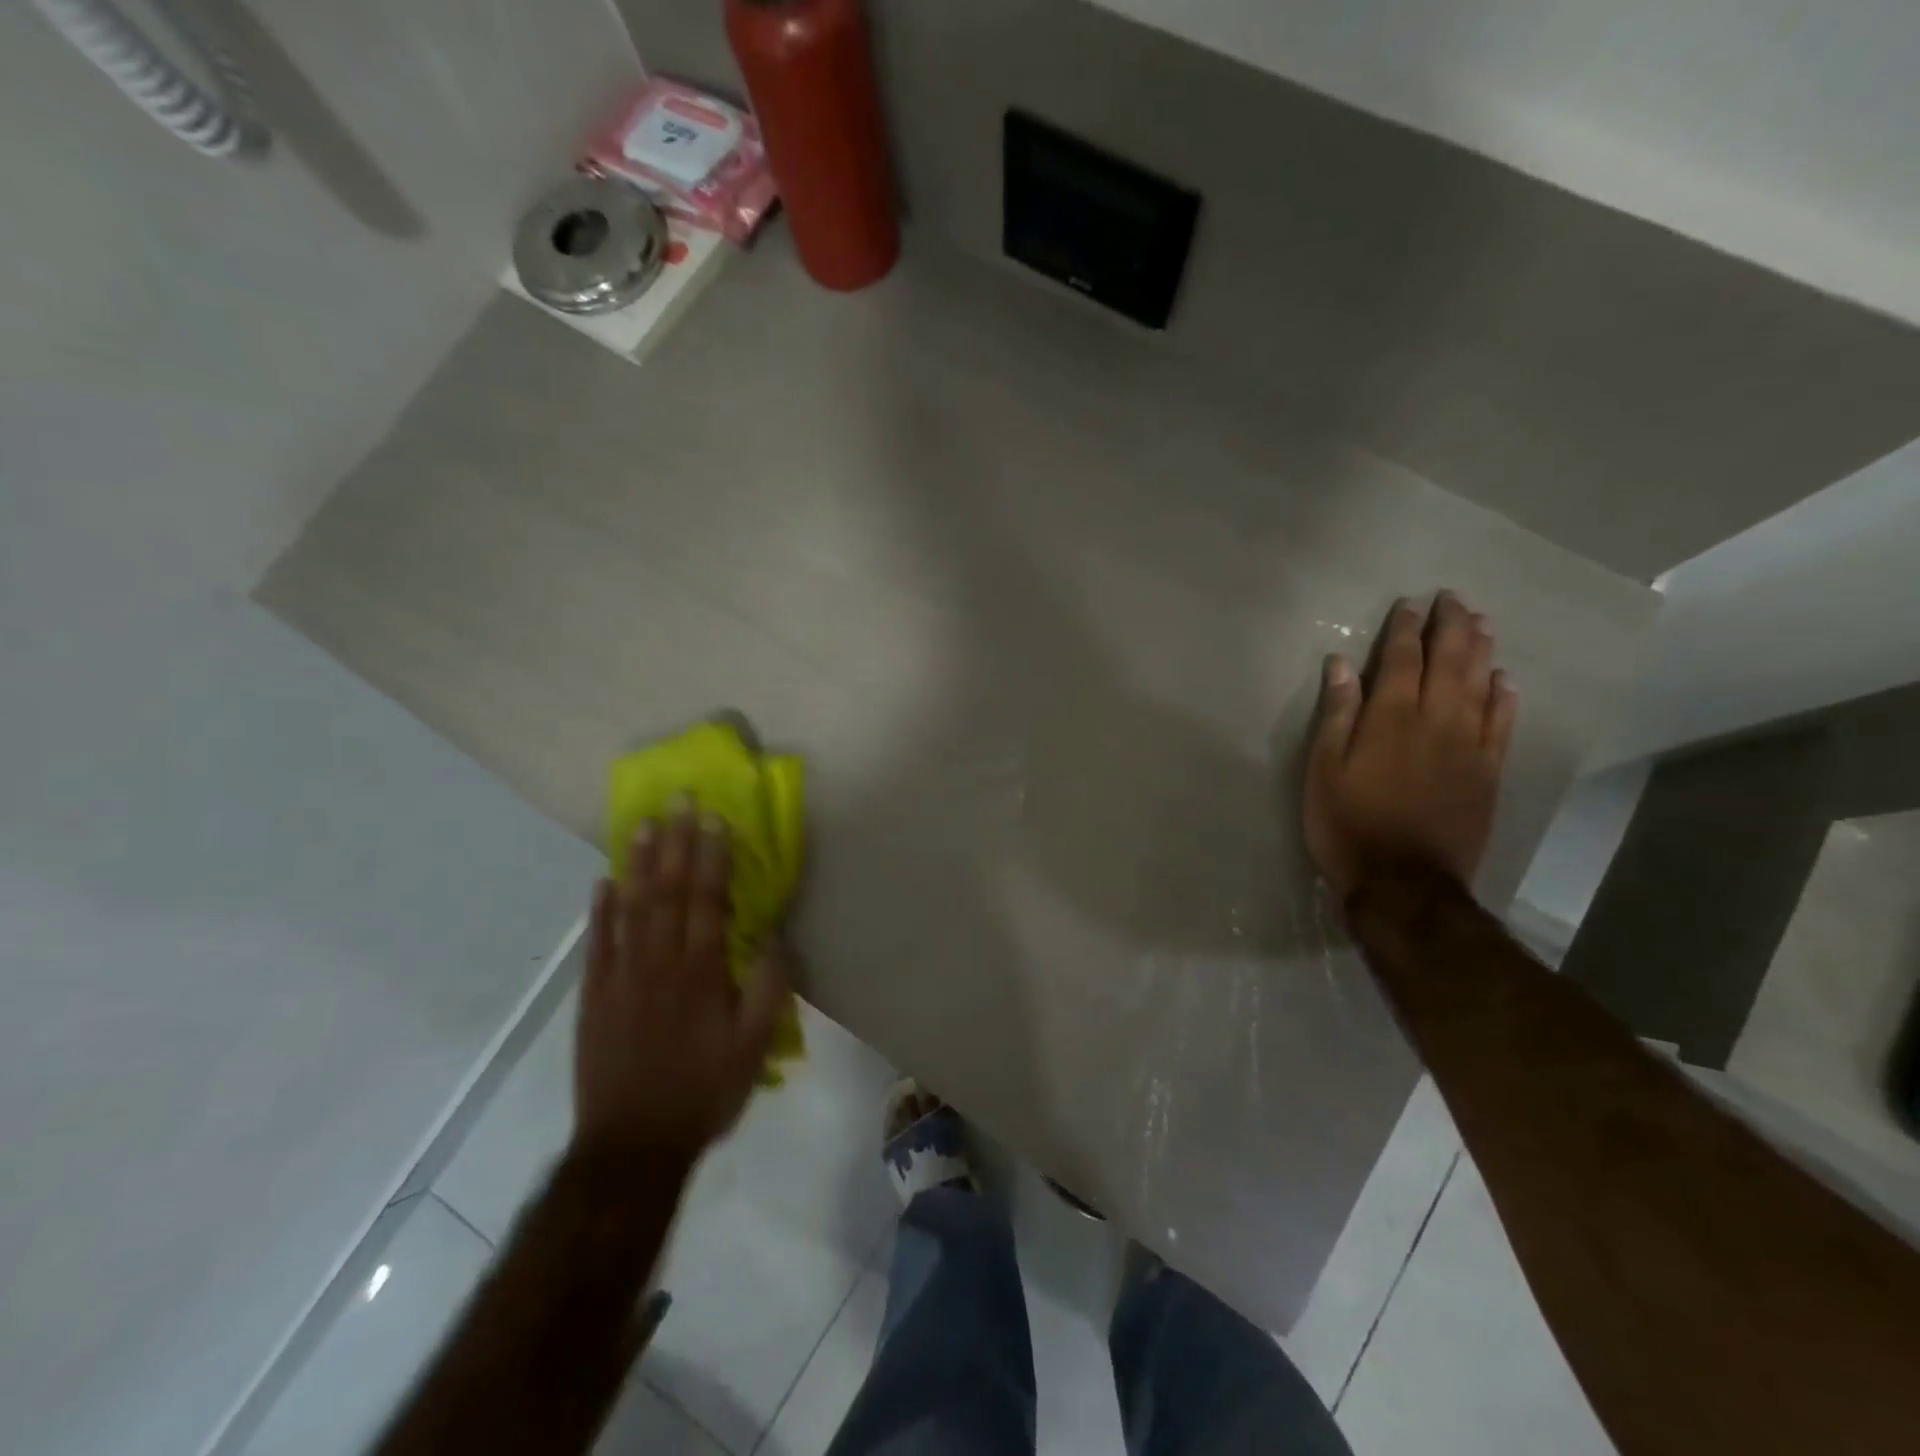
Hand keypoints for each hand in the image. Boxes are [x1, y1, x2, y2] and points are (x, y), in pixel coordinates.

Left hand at [573, 809, 790, 1160]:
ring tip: (643, 825)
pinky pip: (597, 943)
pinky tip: (604, 881)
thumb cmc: (703, 1092)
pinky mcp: (594, 996)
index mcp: (702, 973)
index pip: (708, 901)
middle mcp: (660, 963)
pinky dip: (601, 910)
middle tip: (679, 802)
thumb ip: (768, 988)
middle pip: (669, 892)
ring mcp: (621, 977)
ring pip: (631, 908)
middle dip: (676, 843)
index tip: (715, 820)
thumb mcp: (755, 1047)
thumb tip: (772, 937)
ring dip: (639, 863)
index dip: (712, 858)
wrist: (632, 1146)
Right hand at [1305, 591, 1516, 900]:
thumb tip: (1343, 665)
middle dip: (1451, 627)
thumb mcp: (1323, 770)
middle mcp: (1436, 721)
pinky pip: (1503, 723)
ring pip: (1481, 684)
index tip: (1409, 604)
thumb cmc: (1347, 824)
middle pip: (1449, 662)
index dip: (1405, 629)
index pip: (1402, 659)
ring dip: (1481, 650)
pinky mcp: (1488, 772)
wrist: (1404, 882)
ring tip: (1482, 622)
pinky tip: (1505, 680)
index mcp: (1391, 718)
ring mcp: (1469, 746)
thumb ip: (1337, 714)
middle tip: (1453, 598)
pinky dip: (1505, 697)